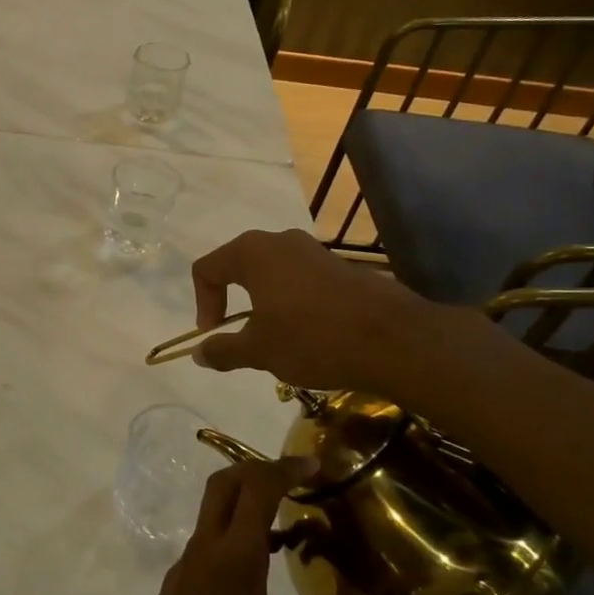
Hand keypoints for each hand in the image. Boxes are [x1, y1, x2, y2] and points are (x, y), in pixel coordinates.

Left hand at [92, 459, 378, 594]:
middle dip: (258, 469)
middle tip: (297, 480)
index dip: (285, 467)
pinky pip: (208, 539)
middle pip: (224, 484)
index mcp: (233, 557)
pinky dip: (235, 531)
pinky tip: (260, 566)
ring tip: (290, 523)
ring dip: (246, 501)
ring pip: (212, 511)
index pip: (257, 488)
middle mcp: (204, 548)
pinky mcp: (177, 584)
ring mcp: (185, 565)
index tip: (315, 463)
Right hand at [190, 228, 451, 394]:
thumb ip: (223, 349)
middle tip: (237, 332)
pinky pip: (300, 278)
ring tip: (273, 337)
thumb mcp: (260, 351)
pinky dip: (291, 301)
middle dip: (230, 299)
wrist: (395, 340)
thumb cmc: (313, 338)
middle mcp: (280, 241)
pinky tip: (306, 333)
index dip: (202, 302)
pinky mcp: (340, 266)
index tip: (214, 333)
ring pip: (271, 272)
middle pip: (238, 265)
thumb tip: (198, 353)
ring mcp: (314, 251)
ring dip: (262, 302)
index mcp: (252, 253)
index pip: (207, 268)